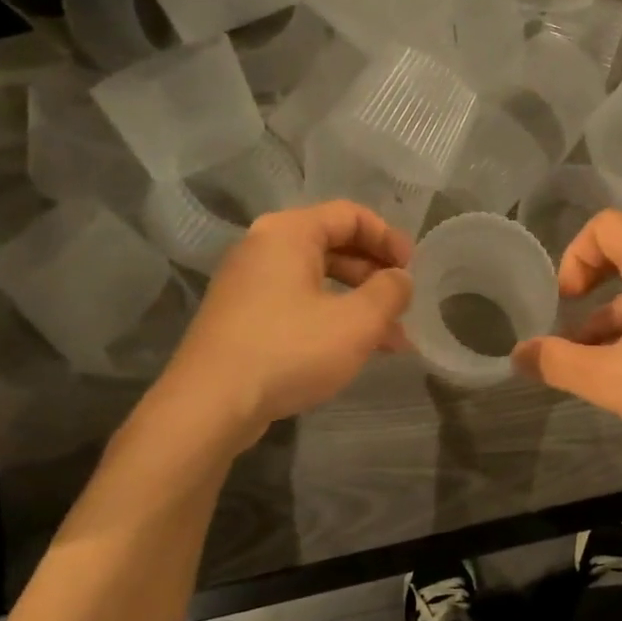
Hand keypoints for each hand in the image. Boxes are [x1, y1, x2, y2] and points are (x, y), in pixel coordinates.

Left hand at [147, 201, 413, 446]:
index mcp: (288, 233)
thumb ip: (389, 292)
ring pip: (317, 280)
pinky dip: (330, 318)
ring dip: (359, 303)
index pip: (350, 214)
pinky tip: (355, 351)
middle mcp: (263, 248)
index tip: (412, 269)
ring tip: (392, 340)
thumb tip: (400, 279)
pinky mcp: (242, 318)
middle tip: (403, 303)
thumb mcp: (356, 322)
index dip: (388, 237)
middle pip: (333, 245)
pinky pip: (297, 304)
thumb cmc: (289, 350)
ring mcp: (248, 284)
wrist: (209, 406)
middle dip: (376, 275)